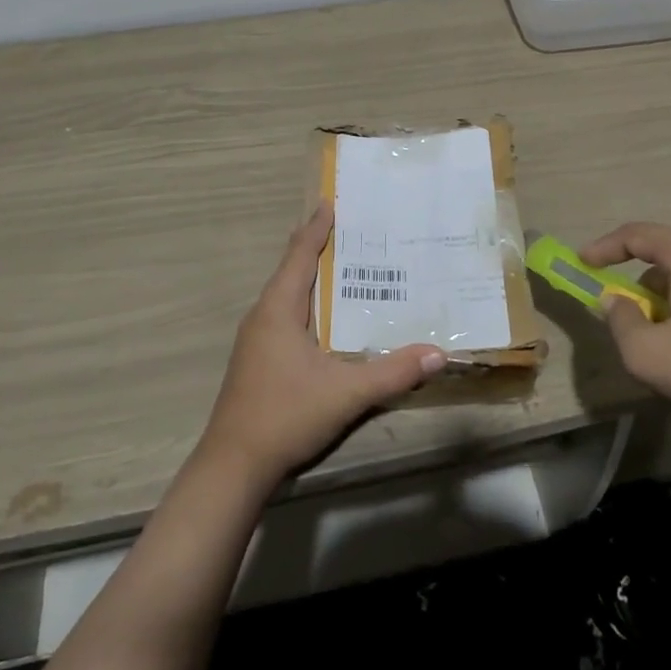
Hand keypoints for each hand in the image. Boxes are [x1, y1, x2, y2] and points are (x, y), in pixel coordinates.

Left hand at [199, 204, 444, 485]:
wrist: (232, 468)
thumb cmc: (285, 415)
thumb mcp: (345, 393)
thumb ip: (393, 372)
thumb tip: (438, 353)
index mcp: (278, 308)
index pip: (300, 254)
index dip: (316, 227)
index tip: (331, 201)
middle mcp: (263, 315)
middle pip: (293, 269)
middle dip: (319, 247)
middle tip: (354, 231)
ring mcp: (257, 340)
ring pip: (288, 295)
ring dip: (313, 278)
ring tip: (347, 268)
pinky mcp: (258, 361)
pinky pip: (286, 316)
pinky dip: (309, 304)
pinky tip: (329, 320)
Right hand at [581, 221, 670, 436]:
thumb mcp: (647, 353)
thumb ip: (619, 321)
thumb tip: (614, 301)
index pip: (635, 235)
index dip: (602, 248)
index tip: (581, 263)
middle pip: (661, 255)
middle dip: (633, 281)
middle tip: (619, 311)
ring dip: (661, 300)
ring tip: (656, 340)